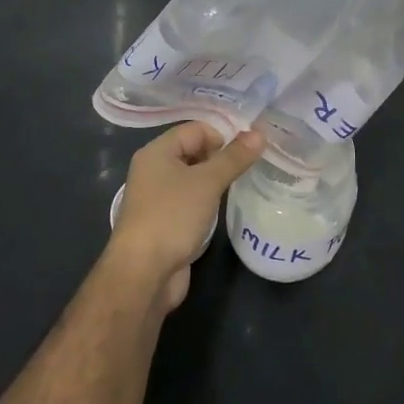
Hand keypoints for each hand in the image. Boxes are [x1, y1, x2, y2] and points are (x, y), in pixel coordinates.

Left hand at [111, 123, 263, 310]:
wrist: (143, 274)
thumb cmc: (172, 217)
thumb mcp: (208, 182)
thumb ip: (234, 157)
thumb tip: (259, 133)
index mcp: (156, 152)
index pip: (195, 129)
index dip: (222, 136)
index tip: (247, 152)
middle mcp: (153, 170)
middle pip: (193, 151)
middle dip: (220, 157)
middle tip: (249, 167)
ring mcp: (157, 198)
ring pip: (193, 178)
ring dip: (215, 181)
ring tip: (241, 185)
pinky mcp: (164, 222)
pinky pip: (190, 201)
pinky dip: (207, 201)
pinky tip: (223, 209)